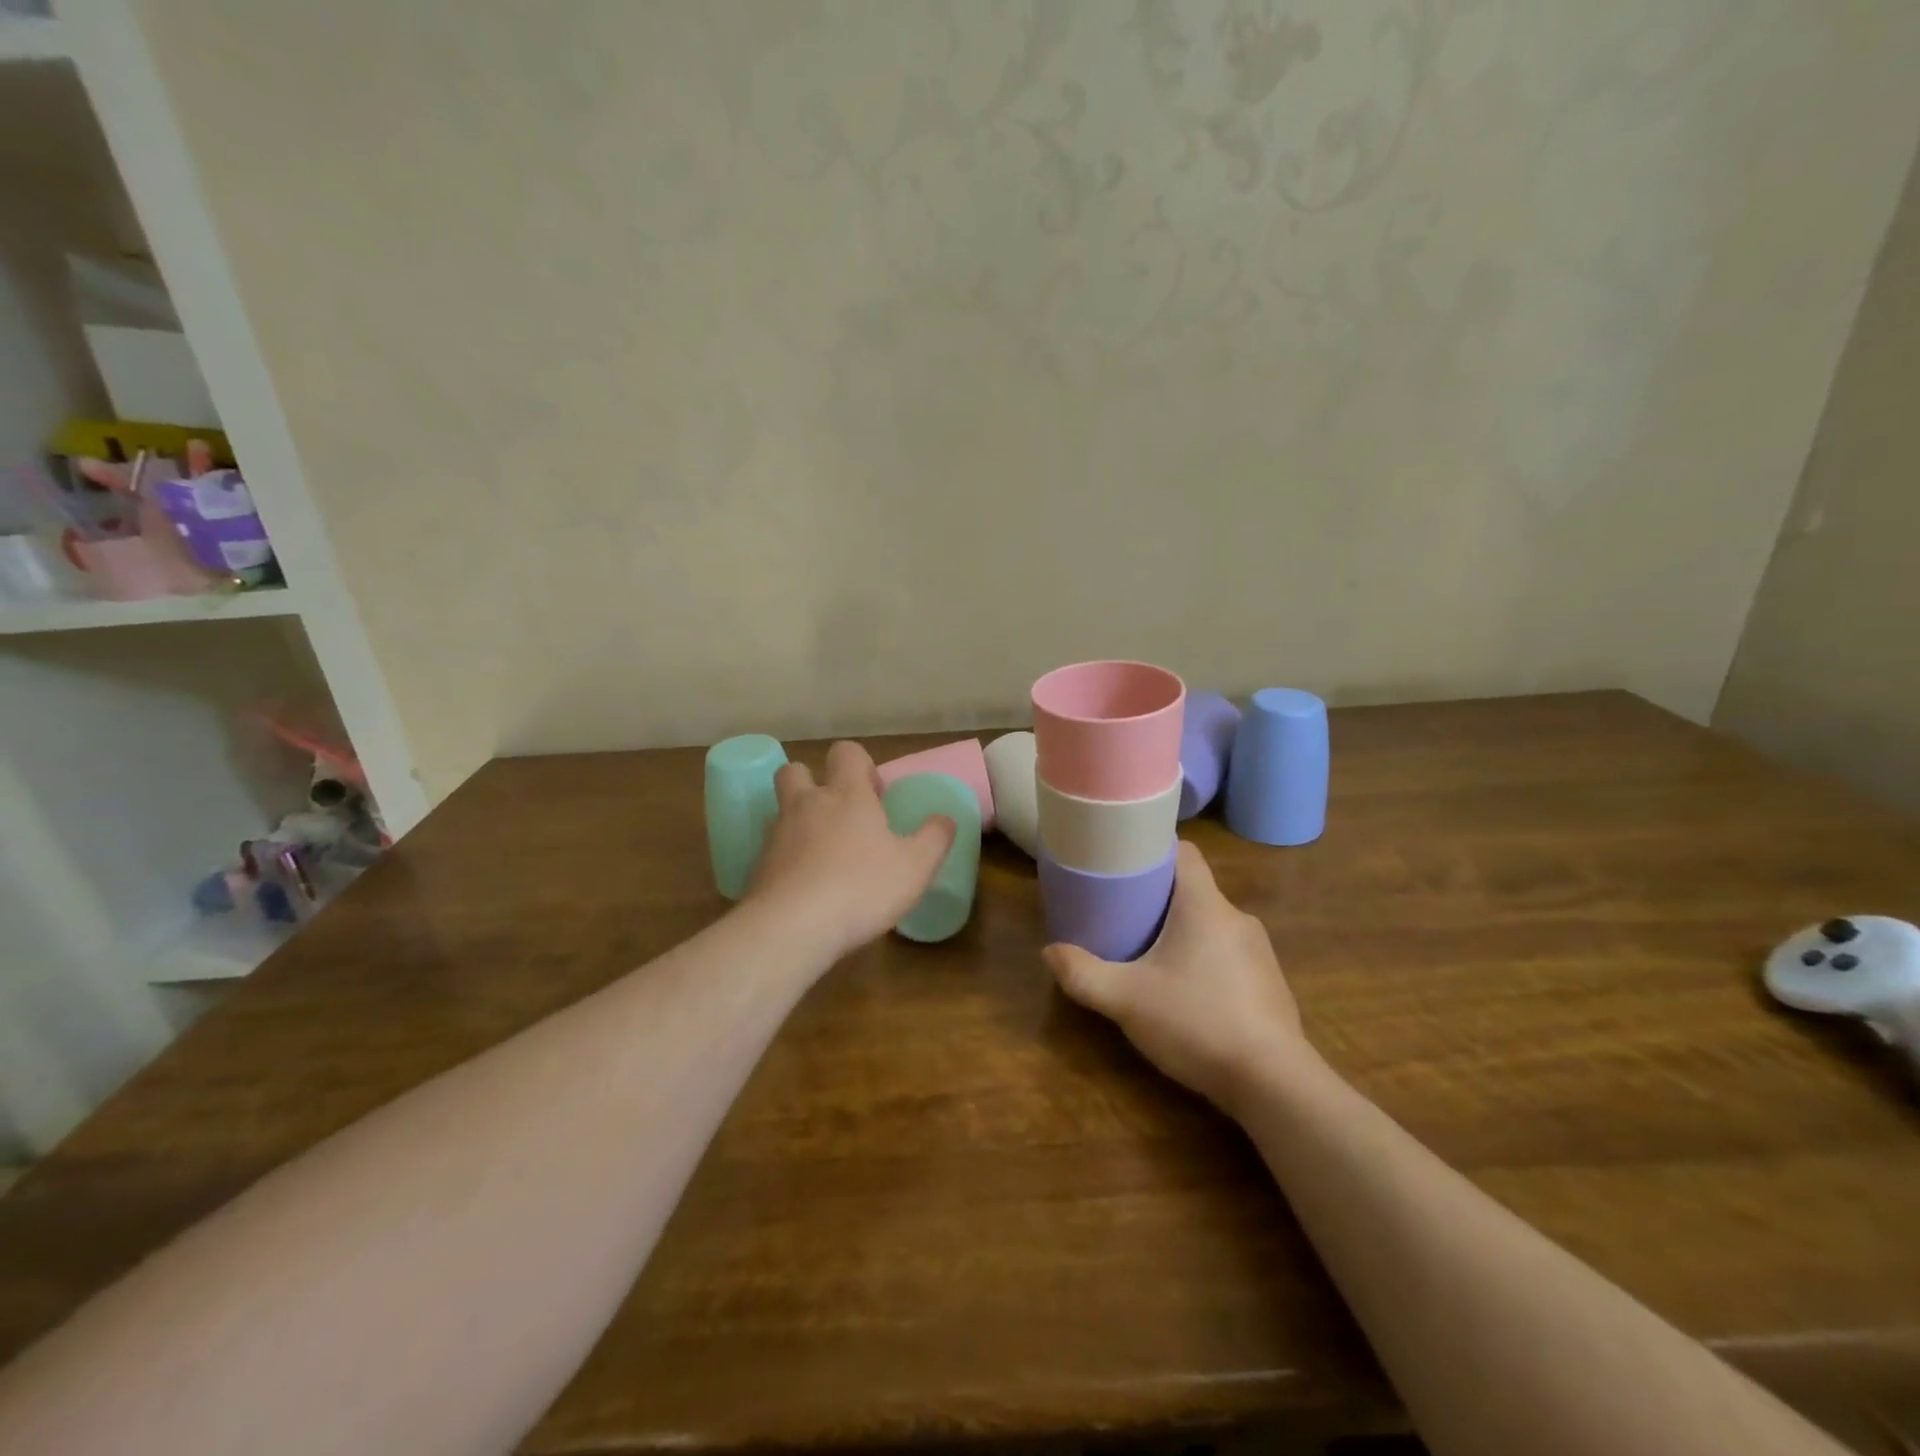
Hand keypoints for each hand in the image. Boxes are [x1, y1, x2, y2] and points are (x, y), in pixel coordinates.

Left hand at [745, 741, 956, 962]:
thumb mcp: (915, 867)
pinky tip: (806, 884)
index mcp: (847, 795)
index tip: (875, 795)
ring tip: (824, 852)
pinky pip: (773, 848)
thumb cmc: (861, 888)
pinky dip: (787, 856)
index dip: (860, 764)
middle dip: (813, 781)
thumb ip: (934, 838)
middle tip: (838, 813)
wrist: (791, 927)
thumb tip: (946, 818)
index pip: (846, 752)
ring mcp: (777, 834)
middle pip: (796, 770)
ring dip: (800, 820)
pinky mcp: (758, 866)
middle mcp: (807, 804)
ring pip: (781, 809)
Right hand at [1045, 840, 1302, 1114]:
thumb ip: (1083, 974)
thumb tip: (1049, 952)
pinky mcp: (1270, 984)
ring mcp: (1259, 952)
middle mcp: (1237, 918)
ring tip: (1151, 956)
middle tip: (1124, 915)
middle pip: (1194, 890)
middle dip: (1159, 898)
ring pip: (1212, 924)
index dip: (1154, 850)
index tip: (1125, 862)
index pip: (1184, 852)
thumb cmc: (1197, 1023)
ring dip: (1183, 932)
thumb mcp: (1126, 1000)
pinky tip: (1189, 994)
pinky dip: (1206, 961)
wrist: (1274, 1083)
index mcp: (1205, 906)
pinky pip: (1230, 955)